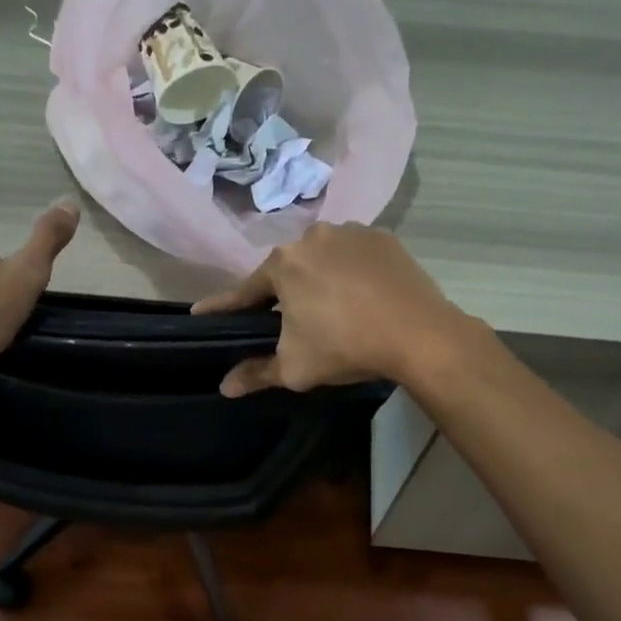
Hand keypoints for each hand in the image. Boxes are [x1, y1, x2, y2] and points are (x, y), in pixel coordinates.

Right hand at [192, 223, 474, 396]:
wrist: (419, 334)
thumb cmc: (347, 347)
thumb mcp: (295, 368)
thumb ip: (256, 373)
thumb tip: (225, 387)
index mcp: (283, 264)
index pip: (244, 291)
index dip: (223, 307)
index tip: (202, 312)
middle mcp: (312, 237)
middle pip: (286, 271)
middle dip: (281, 294)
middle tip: (285, 321)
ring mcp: (351, 232)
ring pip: (322, 259)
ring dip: (318, 279)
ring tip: (329, 309)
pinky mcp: (383, 238)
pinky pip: (355, 255)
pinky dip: (351, 271)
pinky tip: (360, 295)